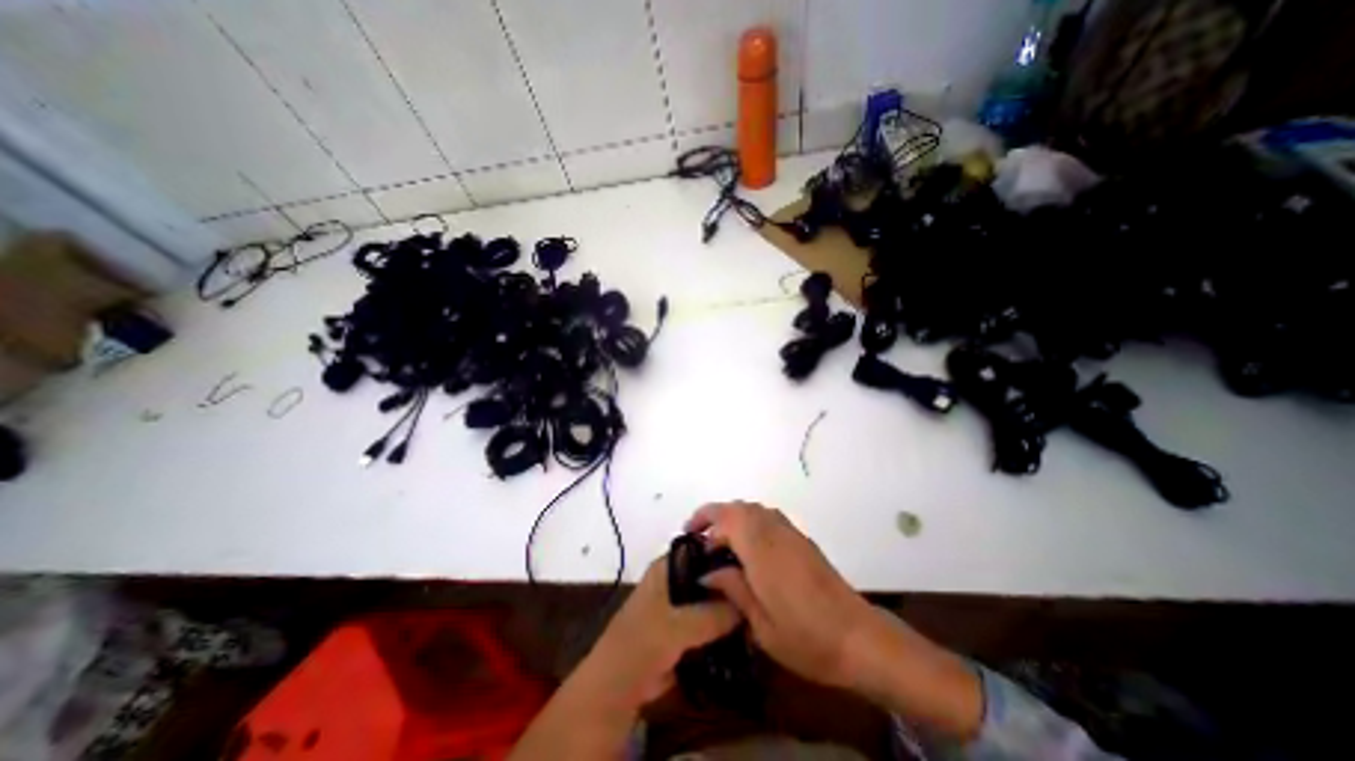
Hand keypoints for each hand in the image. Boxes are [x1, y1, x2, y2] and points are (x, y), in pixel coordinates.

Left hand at [591, 552, 744, 706]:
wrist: (620, 684)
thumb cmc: (645, 642)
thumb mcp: (682, 625)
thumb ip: (715, 614)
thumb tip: (748, 606)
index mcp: (668, 567)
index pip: (702, 549)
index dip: (725, 554)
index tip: (752, 565)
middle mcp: (675, 579)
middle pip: (709, 575)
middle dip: (731, 585)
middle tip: (758, 594)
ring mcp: (679, 604)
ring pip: (710, 598)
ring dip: (728, 608)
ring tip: (757, 614)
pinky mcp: (682, 627)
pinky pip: (708, 620)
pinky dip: (722, 626)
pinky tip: (745, 633)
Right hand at [684, 503, 874, 690]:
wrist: (859, 638)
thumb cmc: (807, 639)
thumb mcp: (761, 624)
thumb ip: (733, 589)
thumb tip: (707, 572)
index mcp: (762, 551)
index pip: (727, 518)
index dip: (704, 520)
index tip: (688, 535)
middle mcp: (775, 533)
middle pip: (739, 508)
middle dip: (715, 515)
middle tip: (699, 537)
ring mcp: (790, 533)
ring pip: (754, 509)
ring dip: (732, 516)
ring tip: (719, 541)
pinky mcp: (801, 540)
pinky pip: (768, 517)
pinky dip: (750, 521)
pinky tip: (747, 547)